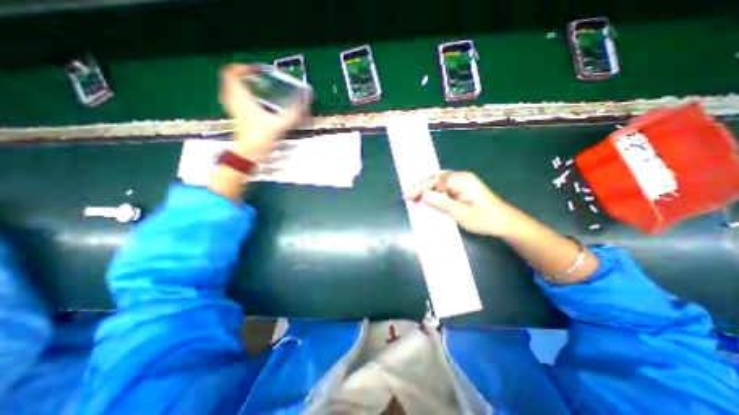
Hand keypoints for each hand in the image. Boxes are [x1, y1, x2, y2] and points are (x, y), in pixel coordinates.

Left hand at [220, 64, 310, 161]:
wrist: (250, 152)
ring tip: (253, 86)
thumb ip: (294, 113)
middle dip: (242, 74)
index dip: (243, 67)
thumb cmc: (261, 137)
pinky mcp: (235, 116)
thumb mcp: (280, 124)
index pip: (232, 72)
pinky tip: (250, 101)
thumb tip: (306, 100)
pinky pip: (232, 98)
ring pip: (228, 88)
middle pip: (229, 78)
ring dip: (239, 84)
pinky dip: (239, 95)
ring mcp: (232, 108)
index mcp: (242, 98)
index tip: (258, 70)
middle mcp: (234, 100)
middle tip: (256, 76)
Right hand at [407, 170, 521, 236]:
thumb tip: (423, 195)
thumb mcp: (462, 214)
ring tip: (413, 197)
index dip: (420, 188)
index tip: (407, 196)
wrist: (505, 223)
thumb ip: (442, 203)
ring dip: (425, 189)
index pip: (435, 181)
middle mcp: (460, 177)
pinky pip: (442, 187)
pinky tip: (426, 197)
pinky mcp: (461, 188)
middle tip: (408, 197)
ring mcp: (461, 182)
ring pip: (438, 182)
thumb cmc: (485, 219)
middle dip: (420, 187)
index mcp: (462, 180)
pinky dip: (433, 192)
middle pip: (435, 179)